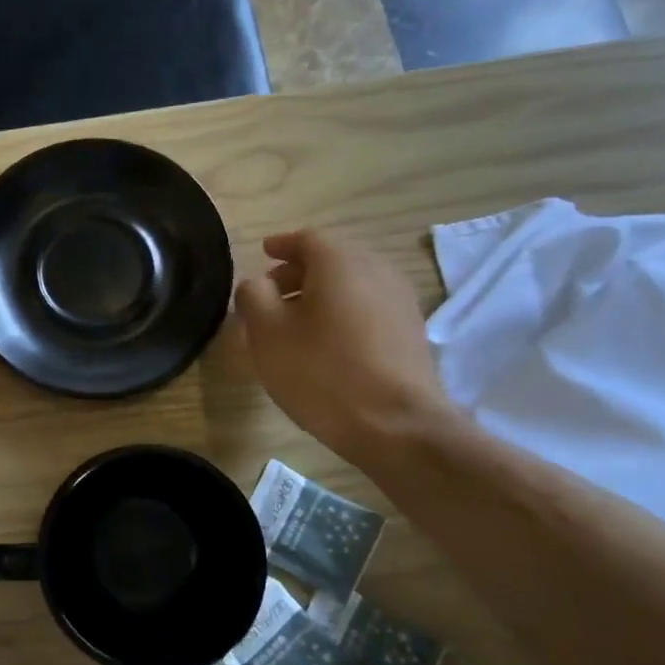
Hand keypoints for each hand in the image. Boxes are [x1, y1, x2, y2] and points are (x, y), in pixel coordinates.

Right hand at [234, 229, 454, 467]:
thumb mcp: (267, 333)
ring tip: (296, 322)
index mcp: (341, 262)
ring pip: (353, 285)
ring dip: (322, 294)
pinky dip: (343, 313)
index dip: (281, 245)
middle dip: (299, 271)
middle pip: (333, 259)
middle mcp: (377, 271)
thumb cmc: (322, 373)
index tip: (263, 253)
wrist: (397, 426)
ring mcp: (401, 302)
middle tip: (272, 292)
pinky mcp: (411, 334)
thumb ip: (253, 296)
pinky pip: (369, 308)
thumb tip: (256, 283)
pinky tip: (327, 343)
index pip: (307, 239)